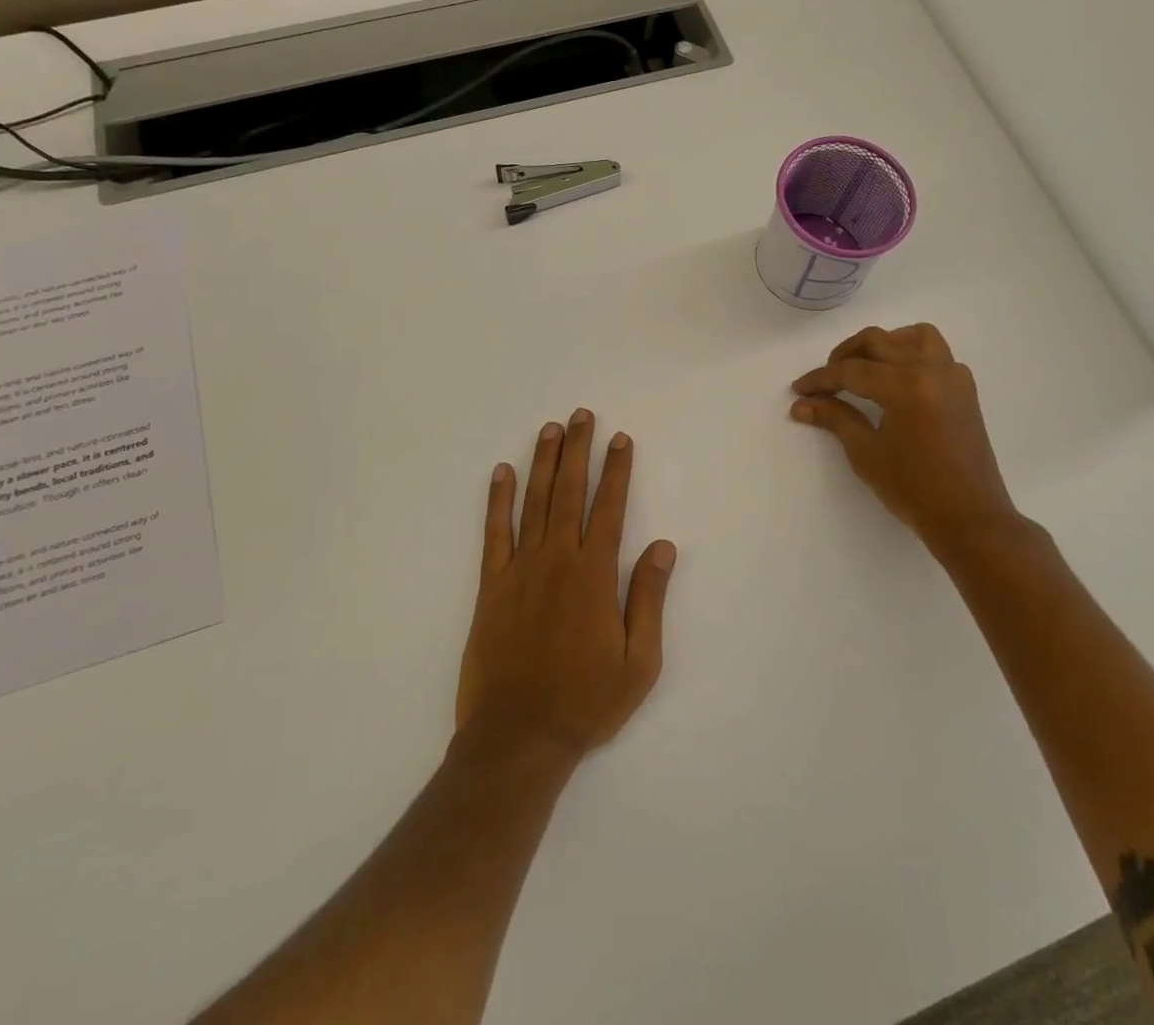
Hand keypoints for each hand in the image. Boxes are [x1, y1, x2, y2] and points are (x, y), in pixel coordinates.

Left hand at [456, 410, 677, 760]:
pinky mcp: (491, 585)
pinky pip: (494, 532)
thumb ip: (648, 597)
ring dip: (543, 462)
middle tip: (581, 415)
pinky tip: (501, 472)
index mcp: (595, 574)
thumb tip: (662, 546)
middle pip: (569, 491)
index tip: (620, 439)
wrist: (519, 736)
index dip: (617, 470)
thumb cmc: (586, 701)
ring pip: (533, 502)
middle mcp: (558, 559)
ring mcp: (520, 569)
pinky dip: (497, 500)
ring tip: (550, 429)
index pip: (610, 507)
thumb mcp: (639, 660)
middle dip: (578, 450)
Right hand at [790, 324, 1038, 567]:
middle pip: (880, 342)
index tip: (799, 390)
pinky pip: (936, 353)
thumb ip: (835, 418)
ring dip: (884, 344)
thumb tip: (801, 404)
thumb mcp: (866, 453)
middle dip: (845, 355)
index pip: (853, 371)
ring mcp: (953, 377)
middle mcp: (932, 370)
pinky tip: (896, 380)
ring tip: (864, 367)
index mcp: (907, 385)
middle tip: (826, 379)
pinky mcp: (964, 389)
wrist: (970, 519)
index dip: (821, 379)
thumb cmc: (914, 490)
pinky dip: (912, 354)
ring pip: (914, 336)